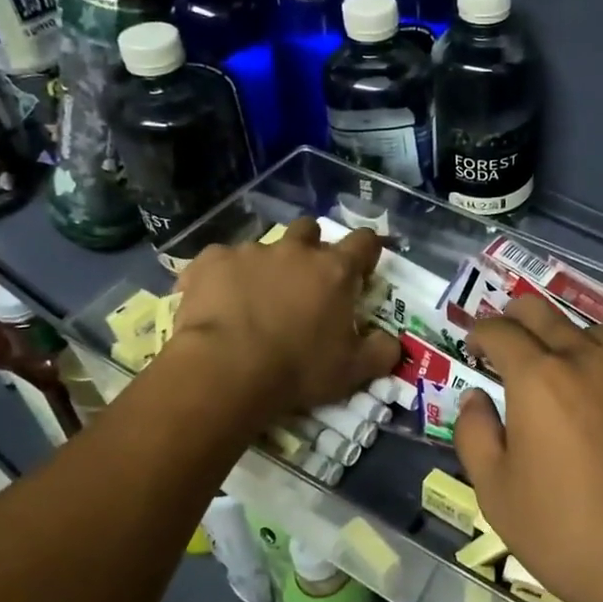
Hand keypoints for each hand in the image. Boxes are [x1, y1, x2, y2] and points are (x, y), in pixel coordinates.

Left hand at [166, 218, 399, 421]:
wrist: (225, 370)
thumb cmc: (298, 369)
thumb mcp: (353, 371)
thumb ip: (381, 352)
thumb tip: (392, 343)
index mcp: (334, 270)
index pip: (364, 241)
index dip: (366, 251)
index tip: (362, 269)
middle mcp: (294, 251)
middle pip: (310, 230)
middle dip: (310, 248)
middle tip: (305, 282)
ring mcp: (249, 252)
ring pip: (263, 247)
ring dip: (265, 267)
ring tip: (254, 300)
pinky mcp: (210, 262)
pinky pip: (220, 261)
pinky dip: (222, 278)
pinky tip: (217, 303)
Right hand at [453, 293, 602, 601]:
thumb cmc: (571, 533)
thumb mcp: (498, 495)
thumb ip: (476, 435)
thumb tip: (476, 397)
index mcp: (538, 378)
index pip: (500, 332)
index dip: (480, 334)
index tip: (476, 348)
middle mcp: (588, 358)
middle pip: (545, 313)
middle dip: (518, 317)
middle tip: (512, 337)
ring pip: (600, 331)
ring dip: (575, 340)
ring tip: (572, 366)